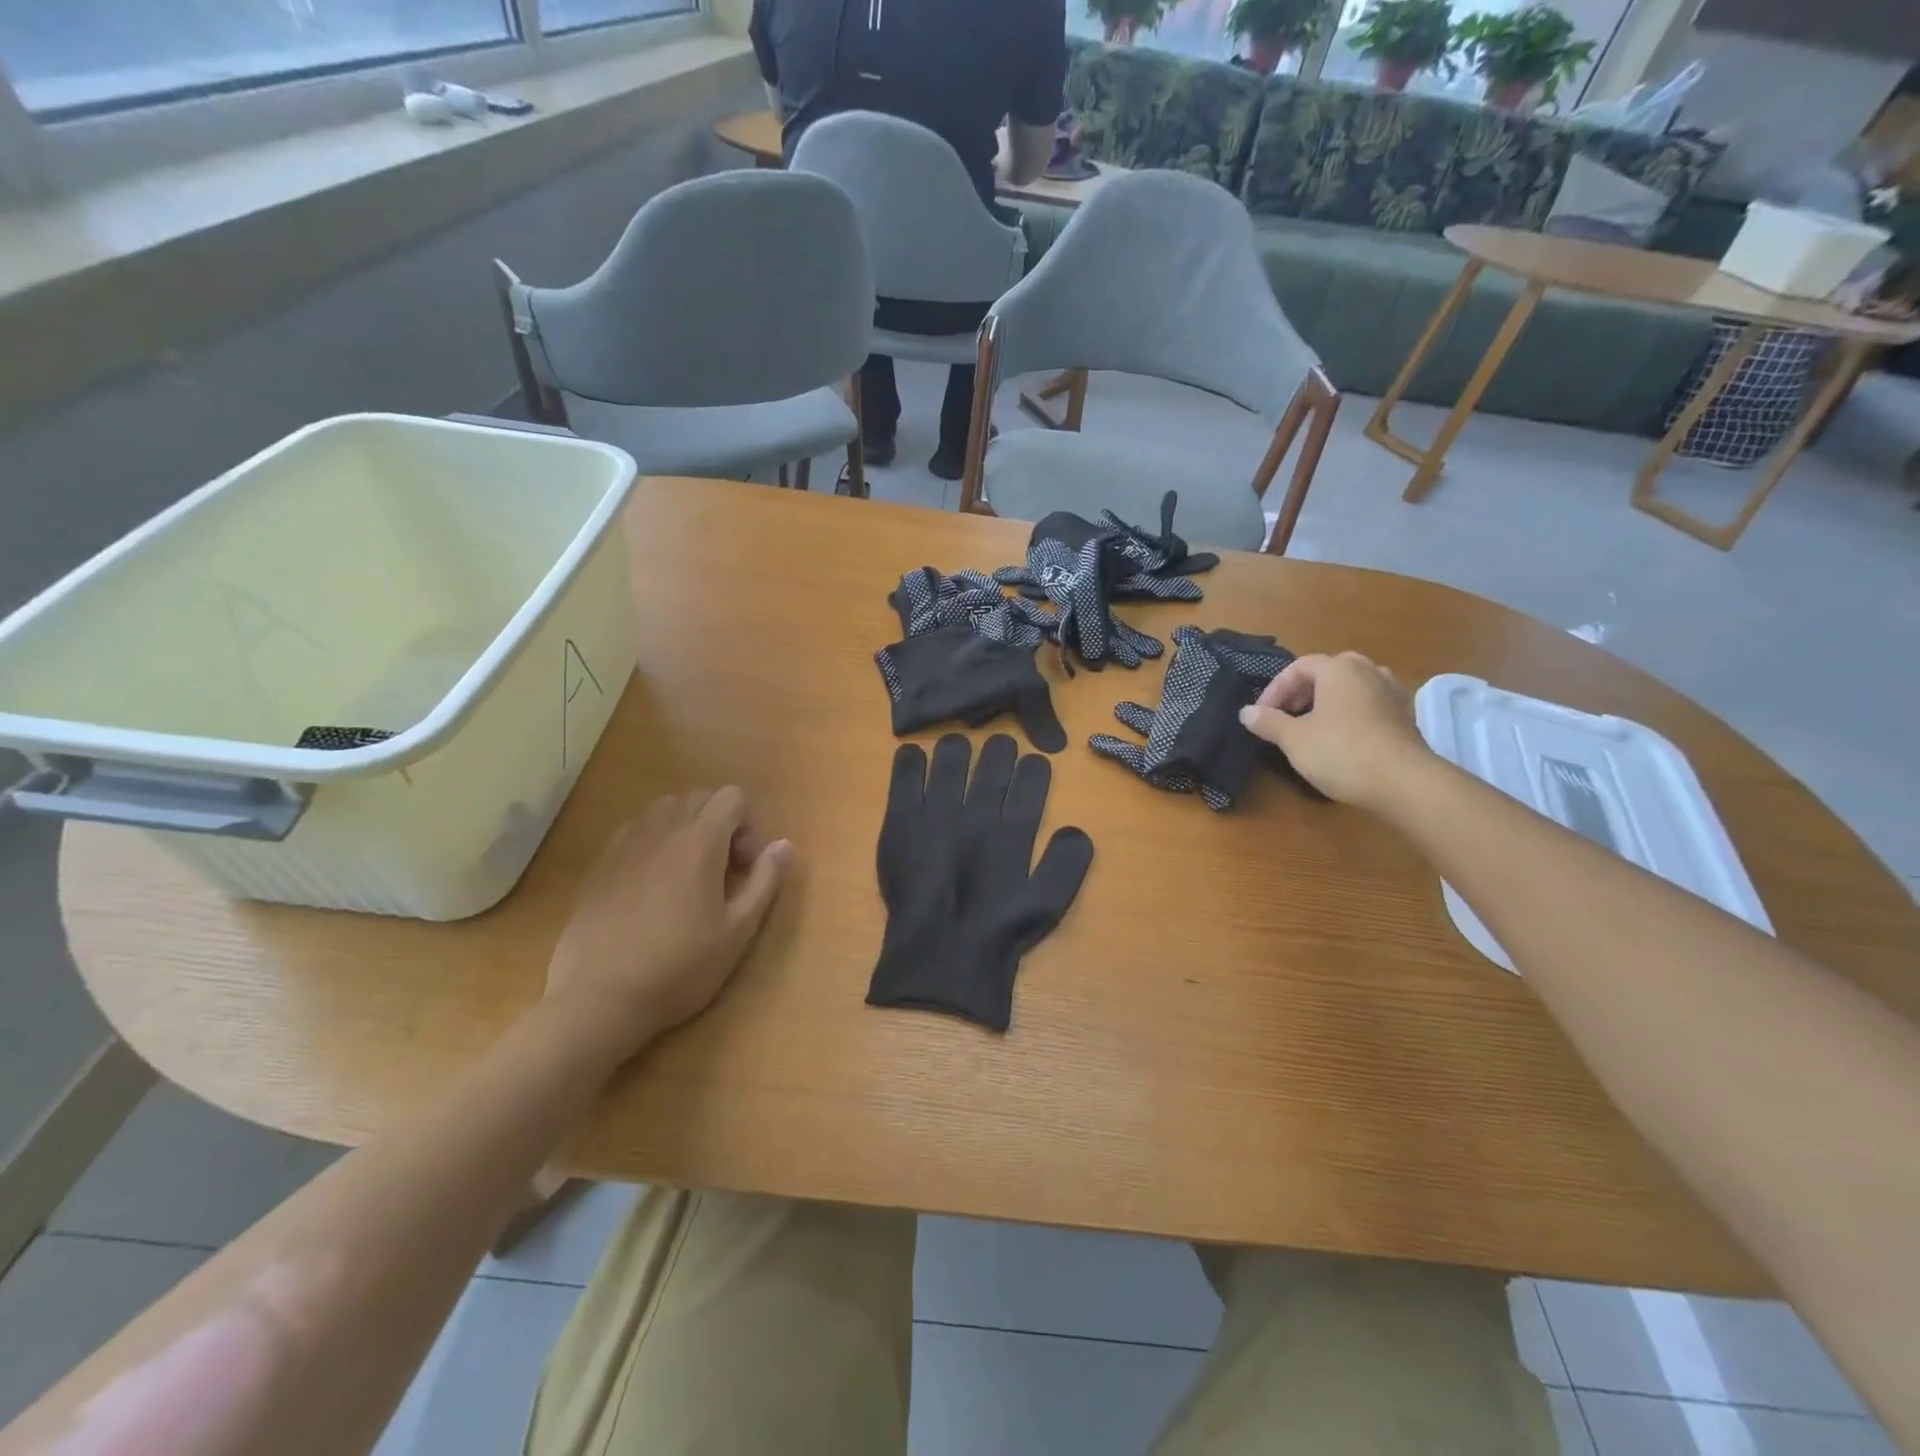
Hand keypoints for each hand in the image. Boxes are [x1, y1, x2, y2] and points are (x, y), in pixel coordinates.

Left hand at [545, 788, 792, 1059]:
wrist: (599, 999)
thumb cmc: (680, 968)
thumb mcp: (738, 931)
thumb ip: (765, 881)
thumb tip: (784, 845)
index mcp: (700, 842)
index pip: (732, 797)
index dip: (748, 826)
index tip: (744, 868)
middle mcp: (662, 830)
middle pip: (698, 797)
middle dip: (719, 823)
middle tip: (722, 872)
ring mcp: (625, 845)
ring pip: (663, 809)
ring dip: (685, 828)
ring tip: (687, 874)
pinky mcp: (599, 865)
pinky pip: (634, 831)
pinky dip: (653, 842)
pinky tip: (651, 886)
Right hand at [1238, 652, 1432, 810]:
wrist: (1404, 783)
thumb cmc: (1341, 752)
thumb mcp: (1294, 739)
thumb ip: (1268, 722)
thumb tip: (1246, 712)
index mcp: (1339, 669)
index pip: (1299, 667)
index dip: (1275, 689)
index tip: (1262, 715)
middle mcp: (1368, 671)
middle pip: (1328, 672)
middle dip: (1303, 692)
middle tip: (1287, 715)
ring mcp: (1392, 692)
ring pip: (1352, 687)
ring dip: (1328, 701)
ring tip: (1313, 726)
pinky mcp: (1406, 716)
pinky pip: (1370, 705)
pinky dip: (1351, 714)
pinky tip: (1343, 738)